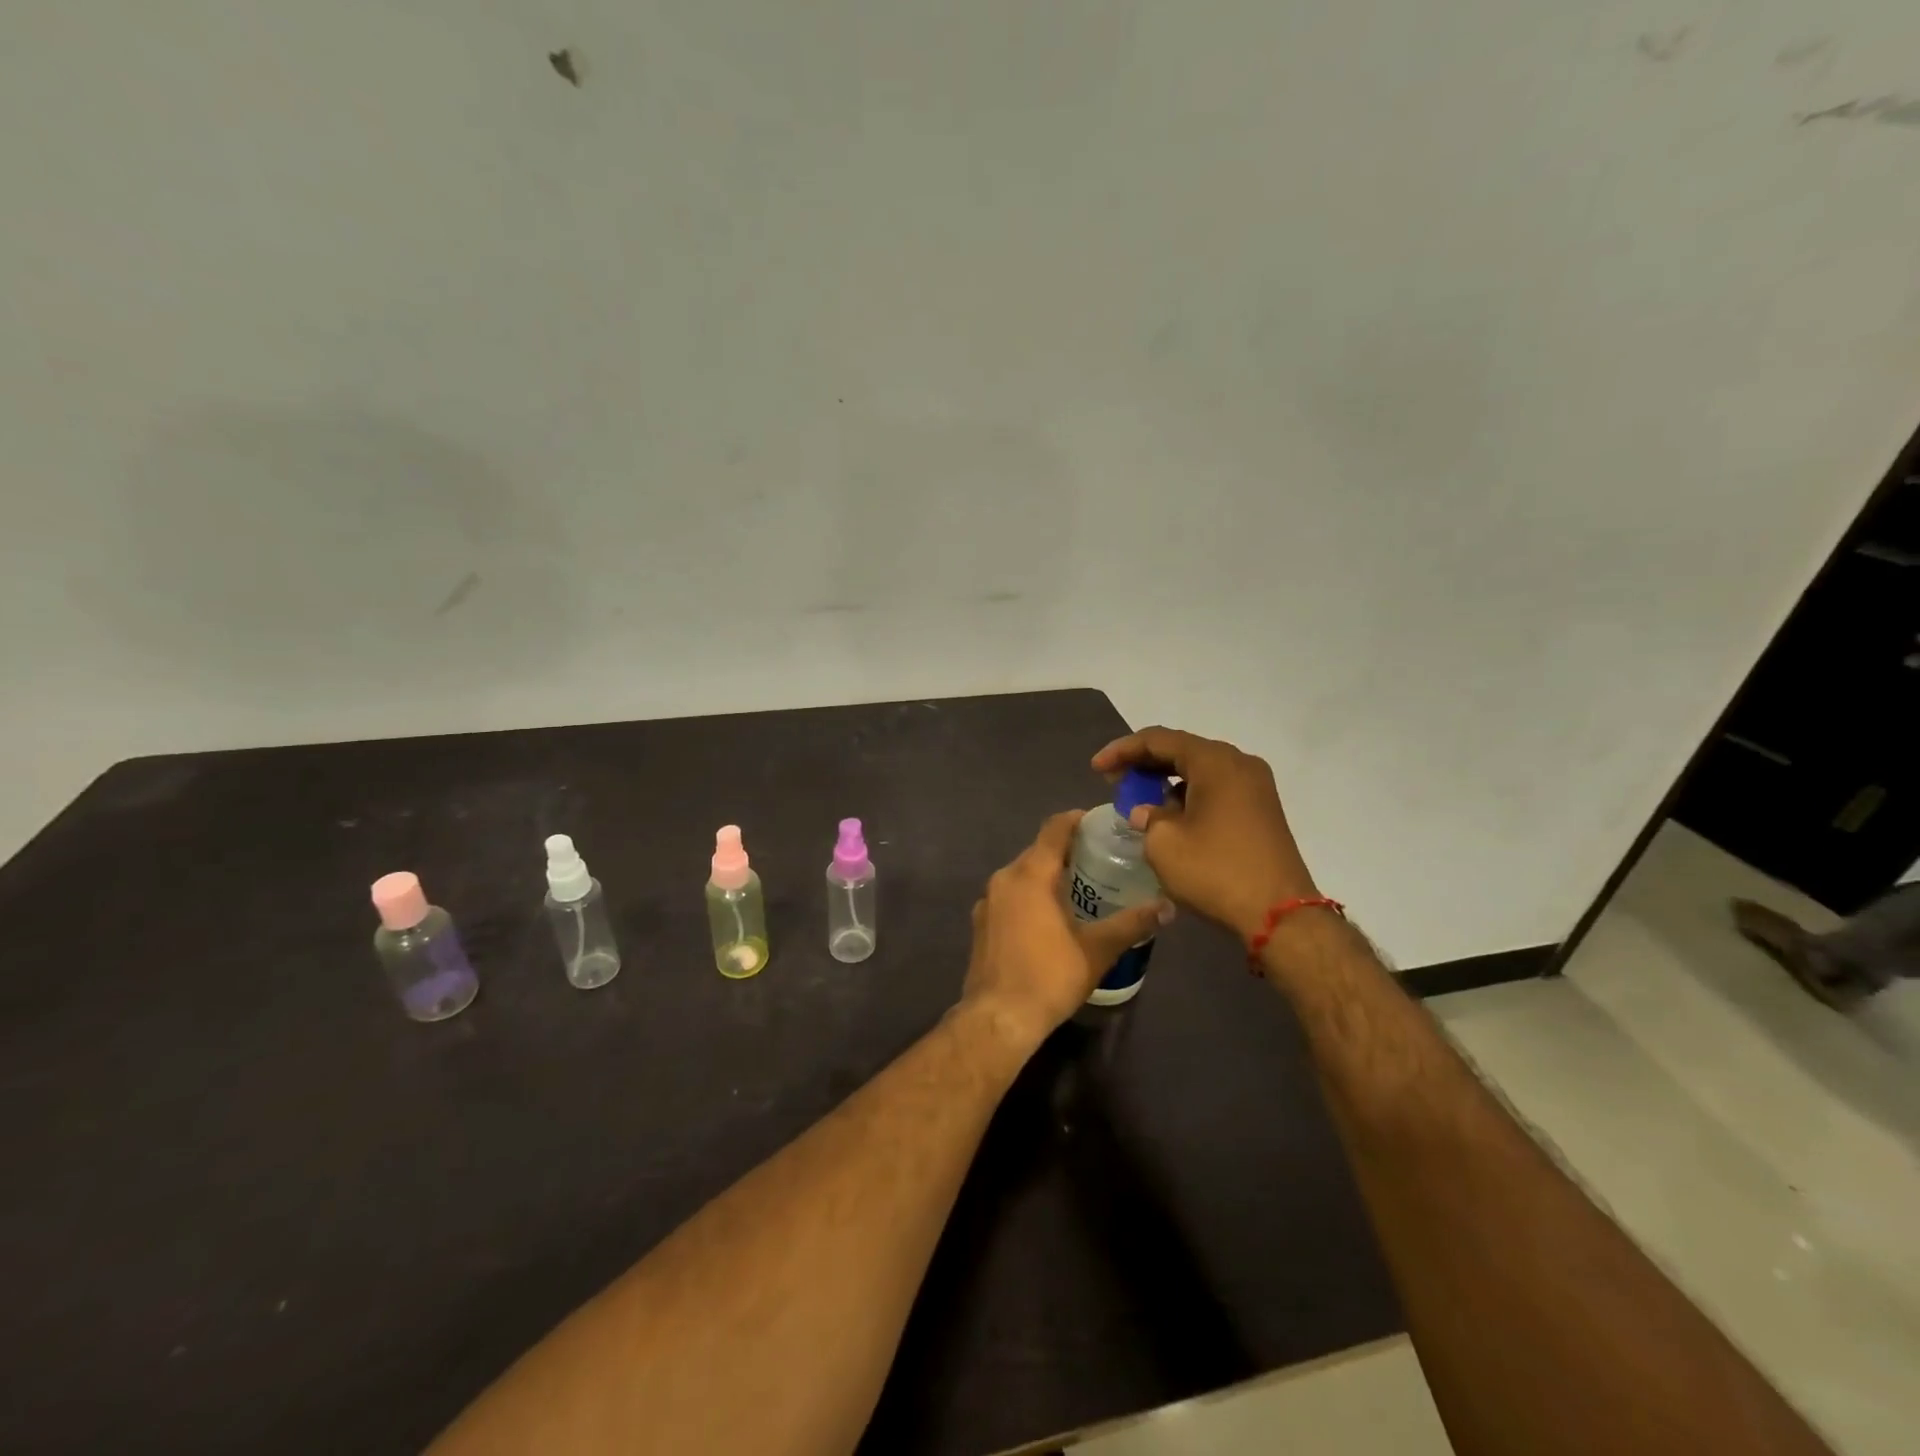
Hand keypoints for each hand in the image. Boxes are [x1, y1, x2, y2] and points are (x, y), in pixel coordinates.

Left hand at [958, 810, 1166, 1052]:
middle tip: (1100, 859)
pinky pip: (1010, 895)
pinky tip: (1049, 916)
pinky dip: (1030, 895)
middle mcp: (1004, 878)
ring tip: (1079, 888)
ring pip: (1022, 874)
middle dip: (1067, 851)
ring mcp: (987, 900)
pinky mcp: (981, 922)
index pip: (1054, 829)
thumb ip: (1132, 923)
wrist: (998, 1017)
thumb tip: (1168, 907)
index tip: (1100, 824)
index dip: (1076, 820)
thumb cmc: (1049, 977)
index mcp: (1030, 874)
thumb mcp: (1097, 950)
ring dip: (1047, 875)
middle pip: (1038, 851)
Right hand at [1092, 727, 1317, 940]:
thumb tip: (1146, 812)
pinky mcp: (1261, 810)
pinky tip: (1169, 816)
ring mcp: (1255, 787)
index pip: (1159, 740)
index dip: (1122, 750)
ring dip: (1166, 780)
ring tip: (1138, 799)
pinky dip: (1188, 795)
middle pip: (1182, 750)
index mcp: (1215, 762)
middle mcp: (1239, 764)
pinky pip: (1216, 789)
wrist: (1280, 915)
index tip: (1096, 769)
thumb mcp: (1164, 843)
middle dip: (1143, 763)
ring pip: (1200, 770)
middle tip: (1114, 781)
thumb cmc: (1216, 871)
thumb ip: (1147, 816)